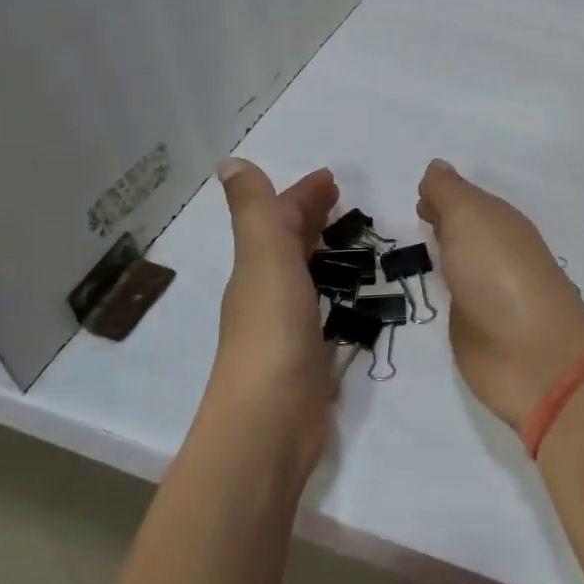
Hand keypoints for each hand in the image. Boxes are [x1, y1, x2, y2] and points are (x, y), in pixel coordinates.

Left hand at [208, 158, 338, 473]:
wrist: (270, 421)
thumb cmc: (272, 331)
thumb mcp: (264, 258)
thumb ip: (255, 211)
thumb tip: (230, 162)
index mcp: (258, 268)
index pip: (278, 219)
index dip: (301, 195)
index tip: (332, 178)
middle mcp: (268, 294)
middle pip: (289, 245)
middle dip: (311, 218)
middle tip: (344, 200)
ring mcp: (288, 329)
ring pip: (306, 277)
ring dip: (323, 253)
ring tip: (353, 240)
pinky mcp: (310, 358)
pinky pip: (324, 311)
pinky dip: (335, 293)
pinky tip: (351, 297)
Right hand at [417, 159, 583, 428]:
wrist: (530, 355)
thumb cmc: (499, 273)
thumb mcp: (470, 217)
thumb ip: (449, 193)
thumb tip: (437, 166)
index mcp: (500, 223)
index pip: (467, 201)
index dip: (444, 196)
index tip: (418, 193)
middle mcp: (496, 253)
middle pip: (466, 231)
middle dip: (443, 221)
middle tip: (413, 213)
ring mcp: (487, 293)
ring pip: (459, 263)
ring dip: (442, 254)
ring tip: (410, 247)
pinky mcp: (476, 329)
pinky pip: (453, 299)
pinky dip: (441, 288)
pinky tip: (425, 287)